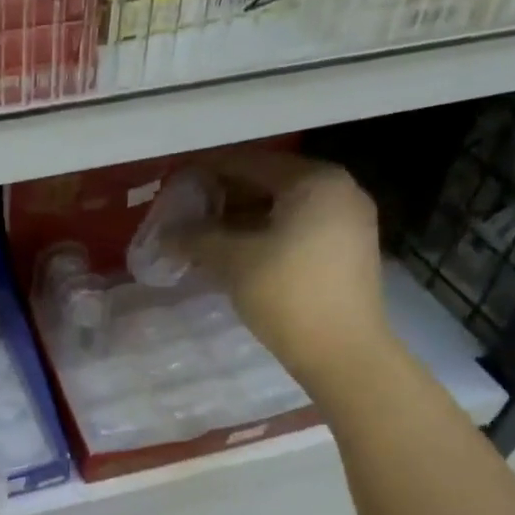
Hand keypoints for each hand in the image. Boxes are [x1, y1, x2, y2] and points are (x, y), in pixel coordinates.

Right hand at [174, 148, 388, 384]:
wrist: (342, 352)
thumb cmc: (287, 294)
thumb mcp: (233, 261)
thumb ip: (196, 238)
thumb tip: (166, 232)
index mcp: (315, 181)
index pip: (250, 162)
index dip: (208, 171)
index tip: (175, 183)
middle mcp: (338, 190)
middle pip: (268, 183)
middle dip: (224, 199)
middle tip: (186, 214)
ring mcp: (348, 221)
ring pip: (282, 209)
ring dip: (241, 221)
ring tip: (203, 239)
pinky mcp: (346, 251)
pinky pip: (296, 230)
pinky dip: (264, 236)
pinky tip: (234, 256)